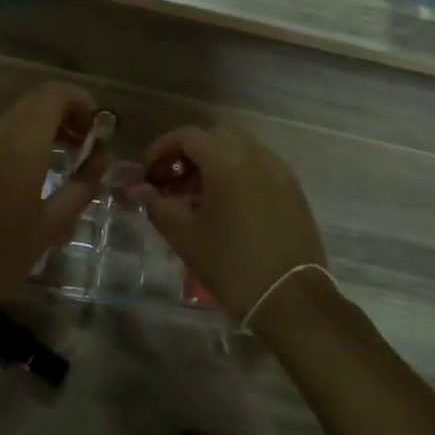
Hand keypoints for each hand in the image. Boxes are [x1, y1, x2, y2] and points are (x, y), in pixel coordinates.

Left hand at [0, 82, 108, 332]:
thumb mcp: (50, 227)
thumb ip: (81, 185)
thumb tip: (101, 157)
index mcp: (18, 148)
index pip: (53, 94)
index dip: (81, 101)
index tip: (98, 131)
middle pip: (34, 102)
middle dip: (66, 115)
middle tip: (86, 147)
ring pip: (15, 120)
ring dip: (43, 129)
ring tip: (63, 162)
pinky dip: (22, 143)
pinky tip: (31, 179)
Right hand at [131, 125, 325, 322]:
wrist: (290, 298)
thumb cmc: (231, 264)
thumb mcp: (184, 236)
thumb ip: (158, 205)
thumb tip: (140, 189)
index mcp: (227, 161)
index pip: (188, 135)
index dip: (163, 148)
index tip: (149, 172)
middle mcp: (256, 156)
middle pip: (216, 137)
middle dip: (189, 152)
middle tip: (172, 180)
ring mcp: (280, 172)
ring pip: (241, 150)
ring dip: (215, 161)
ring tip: (197, 194)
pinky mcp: (294, 191)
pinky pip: (260, 167)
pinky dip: (238, 173)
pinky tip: (227, 205)